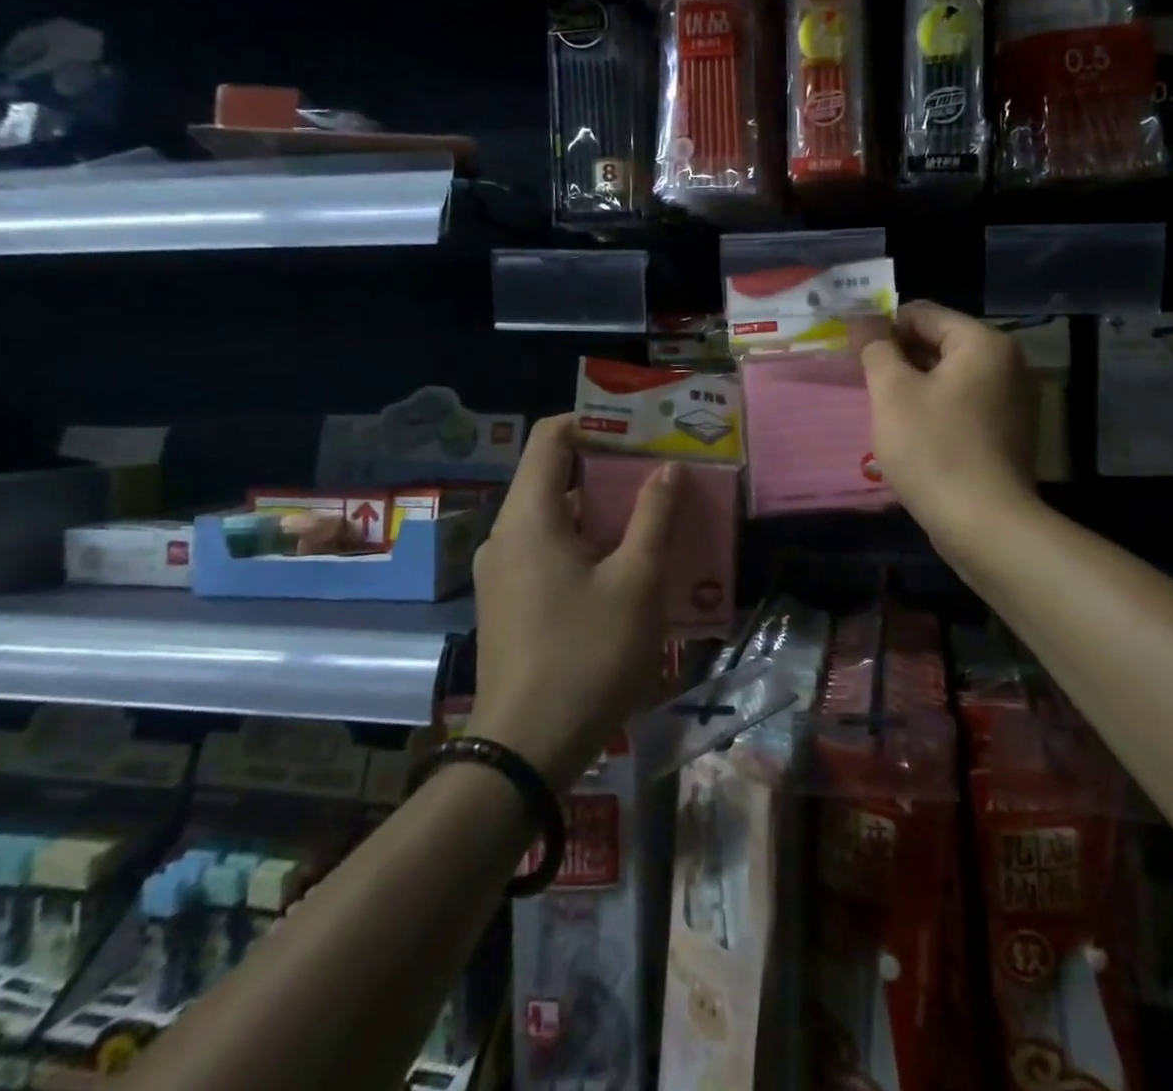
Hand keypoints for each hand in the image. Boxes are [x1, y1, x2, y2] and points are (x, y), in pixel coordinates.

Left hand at [469, 416, 679, 786]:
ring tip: (656, 514)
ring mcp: (504, 572)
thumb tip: (668, 469)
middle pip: (556, 478)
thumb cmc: (587, 654)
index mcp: (530, 518)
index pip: (551, 439)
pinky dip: (588, 544)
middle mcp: (507, 536)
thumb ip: (654, 517)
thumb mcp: (636, 581)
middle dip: (610, 469)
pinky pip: (550, 552)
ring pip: (557, 519)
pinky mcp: (510, 603)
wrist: (526, 751)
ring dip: (605, 512)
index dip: (593, 421)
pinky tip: (629, 565)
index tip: (640, 427)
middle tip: (663, 470)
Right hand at [854, 302, 1039, 553]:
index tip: (853, 353)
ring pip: (950, 377)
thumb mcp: (893, 393)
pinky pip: (964, 404)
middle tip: (864, 385)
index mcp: (984, 343)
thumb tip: (863, 318)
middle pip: (940, 343)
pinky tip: (912, 435)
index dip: (882, 328)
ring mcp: (1013, 400)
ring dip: (914, 386)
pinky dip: (936, 409)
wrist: (985, 525)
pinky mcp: (1009, 433)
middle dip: (898, 359)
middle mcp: (1008, 363)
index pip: (923, 314)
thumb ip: (875, 348)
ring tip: (884, 412)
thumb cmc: (934, 450)